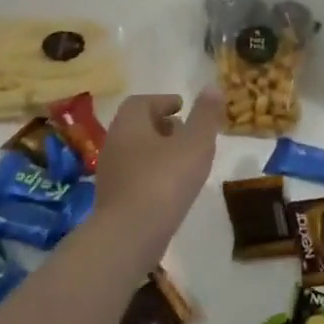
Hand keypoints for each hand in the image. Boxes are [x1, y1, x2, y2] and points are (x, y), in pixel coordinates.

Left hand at [92, 89, 222, 247]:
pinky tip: (171, 188)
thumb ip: (205, 116)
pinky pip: (135, 177)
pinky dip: (153, 174)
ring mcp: (111, 174)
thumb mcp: (194, 144)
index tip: (182, 107)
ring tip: (184, 160)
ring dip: (158, 151)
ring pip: (135, 152)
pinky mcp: (113, 200)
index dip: (163, 101)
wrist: (128, 236)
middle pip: (137, 126)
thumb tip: (213, 87)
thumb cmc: (163, 182)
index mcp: (129, 124)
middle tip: (185, 131)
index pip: (141, 102)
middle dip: (161, 125)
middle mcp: (114, 143)